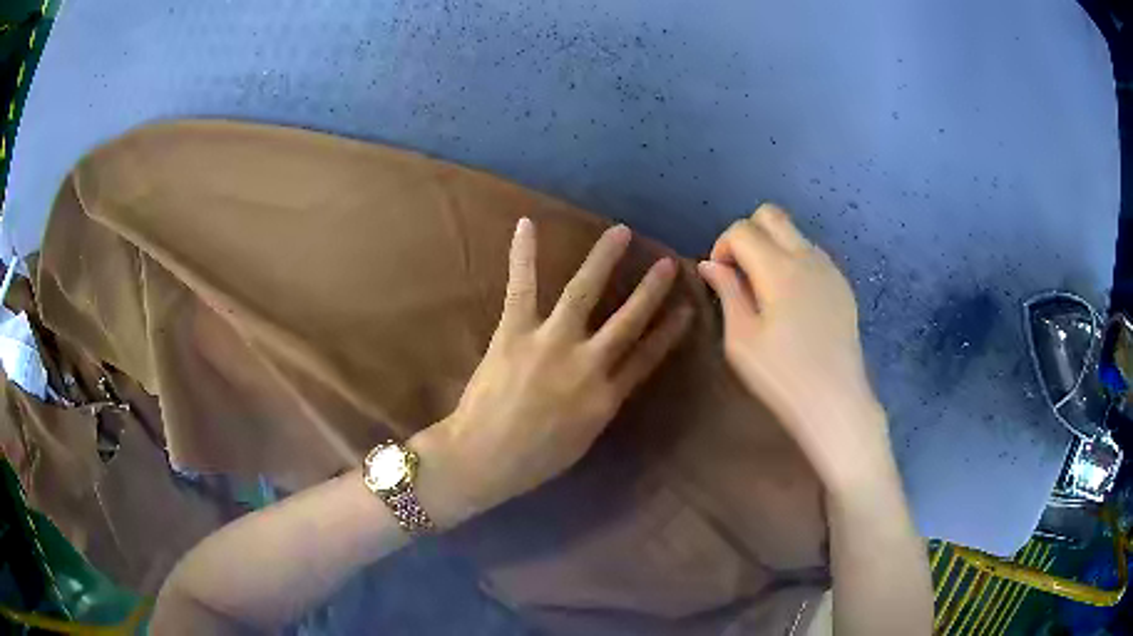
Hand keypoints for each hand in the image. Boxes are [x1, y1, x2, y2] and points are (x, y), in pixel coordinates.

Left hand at [418, 218, 691, 519]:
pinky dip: (523, 254)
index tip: (686, 308)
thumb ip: (600, 406)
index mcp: (606, 397)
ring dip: (604, 259)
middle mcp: (587, 364)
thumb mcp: (582, 439)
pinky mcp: (515, 331)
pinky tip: (527, 224)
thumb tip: (609, 381)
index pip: (647, 358)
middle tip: (667, 263)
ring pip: (584, 292)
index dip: (668, 332)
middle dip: (650, 290)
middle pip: (628, 321)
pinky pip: (522, 286)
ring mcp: (551, 342)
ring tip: (621, 232)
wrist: (483, 458)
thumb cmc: (533, 460)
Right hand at [697, 204, 890, 494]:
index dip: (722, 246)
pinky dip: (794, 261)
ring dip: (773, 246)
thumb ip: (727, 292)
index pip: (742, 230)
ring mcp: (829, 269)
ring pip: (795, 232)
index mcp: (779, 269)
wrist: (835, 401)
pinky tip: (792, 300)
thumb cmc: (781, 375)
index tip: (719, 277)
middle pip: (771, 215)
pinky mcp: (842, 285)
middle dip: (748, 234)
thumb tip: (710, 264)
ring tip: (766, 288)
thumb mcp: (741, 339)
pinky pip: (813, 254)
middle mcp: (807, 257)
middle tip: (741, 272)